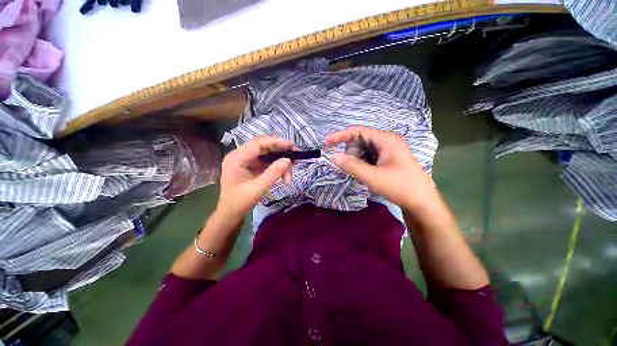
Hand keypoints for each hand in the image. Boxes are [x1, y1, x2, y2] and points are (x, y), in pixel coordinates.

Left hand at [216, 137, 292, 220]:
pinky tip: (283, 174)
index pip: (258, 143)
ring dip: (278, 161)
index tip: (292, 145)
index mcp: (236, 157)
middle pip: (262, 147)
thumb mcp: (257, 189)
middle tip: (296, 157)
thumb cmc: (238, 203)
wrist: (228, 216)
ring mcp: (243, 161)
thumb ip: (272, 173)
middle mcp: (238, 155)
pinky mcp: (247, 167)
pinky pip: (263, 162)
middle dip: (279, 151)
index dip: (276, 142)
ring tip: (291, 171)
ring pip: (264, 154)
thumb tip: (288, 160)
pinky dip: (273, 166)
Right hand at [325, 126, 436, 212]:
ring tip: (359, 174)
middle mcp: (390, 140)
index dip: (341, 136)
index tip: (326, 144)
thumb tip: (332, 157)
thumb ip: (352, 166)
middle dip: (351, 151)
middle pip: (363, 139)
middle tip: (348, 168)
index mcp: (387, 139)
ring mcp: (393, 150)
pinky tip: (367, 175)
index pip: (359, 131)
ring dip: (359, 159)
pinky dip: (366, 163)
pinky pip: (374, 156)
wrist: (422, 202)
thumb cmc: (401, 187)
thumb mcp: (374, 178)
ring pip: (368, 149)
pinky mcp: (393, 160)